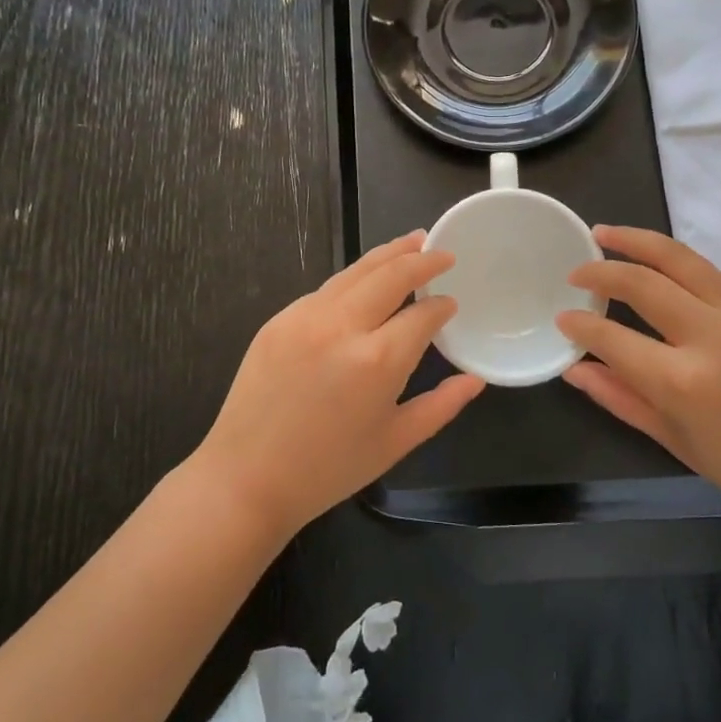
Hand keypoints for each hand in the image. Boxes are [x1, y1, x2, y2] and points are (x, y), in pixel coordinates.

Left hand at [191, 232, 484, 539]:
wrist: (245, 478)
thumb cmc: (328, 470)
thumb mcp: (395, 442)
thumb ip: (441, 406)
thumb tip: (475, 380)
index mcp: (377, 361)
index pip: (422, 314)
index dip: (441, 306)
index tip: (451, 303)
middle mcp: (342, 326)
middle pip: (391, 274)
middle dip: (421, 258)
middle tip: (441, 250)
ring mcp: (305, 317)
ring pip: (355, 271)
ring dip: (387, 255)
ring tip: (411, 242)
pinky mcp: (279, 319)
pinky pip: (325, 290)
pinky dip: (353, 279)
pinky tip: (364, 281)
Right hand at [555, 226, 720, 532]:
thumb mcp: (672, 438)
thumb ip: (618, 396)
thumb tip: (574, 368)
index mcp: (682, 381)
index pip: (612, 336)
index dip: (580, 324)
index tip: (563, 316)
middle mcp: (712, 336)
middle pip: (642, 282)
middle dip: (600, 270)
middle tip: (577, 270)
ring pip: (679, 258)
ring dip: (636, 241)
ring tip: (606, 233)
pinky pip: (712, 273)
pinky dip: (678, 265)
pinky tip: (661, 266)